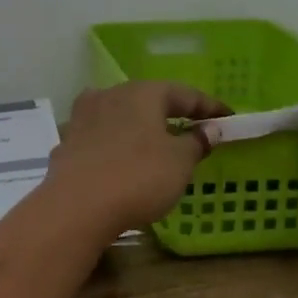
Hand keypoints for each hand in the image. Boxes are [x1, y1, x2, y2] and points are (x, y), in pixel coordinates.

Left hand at [44, 82, 231, 239]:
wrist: (76, 205)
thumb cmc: (138, 176)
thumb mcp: (179, 162)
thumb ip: (196, 142)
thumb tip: (209, 129)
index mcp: (143, 92)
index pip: (184, 94)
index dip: (209, 107)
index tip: (229, 117)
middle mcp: (111, 94)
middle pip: (149, 100)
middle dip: (171, 113)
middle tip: (194, 128)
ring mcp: (84, 116)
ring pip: (121, 115)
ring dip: (140, 126)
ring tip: (157, 143)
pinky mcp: (68, 141)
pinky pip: (102, 137)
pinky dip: (118, 144)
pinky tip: (122, 158)